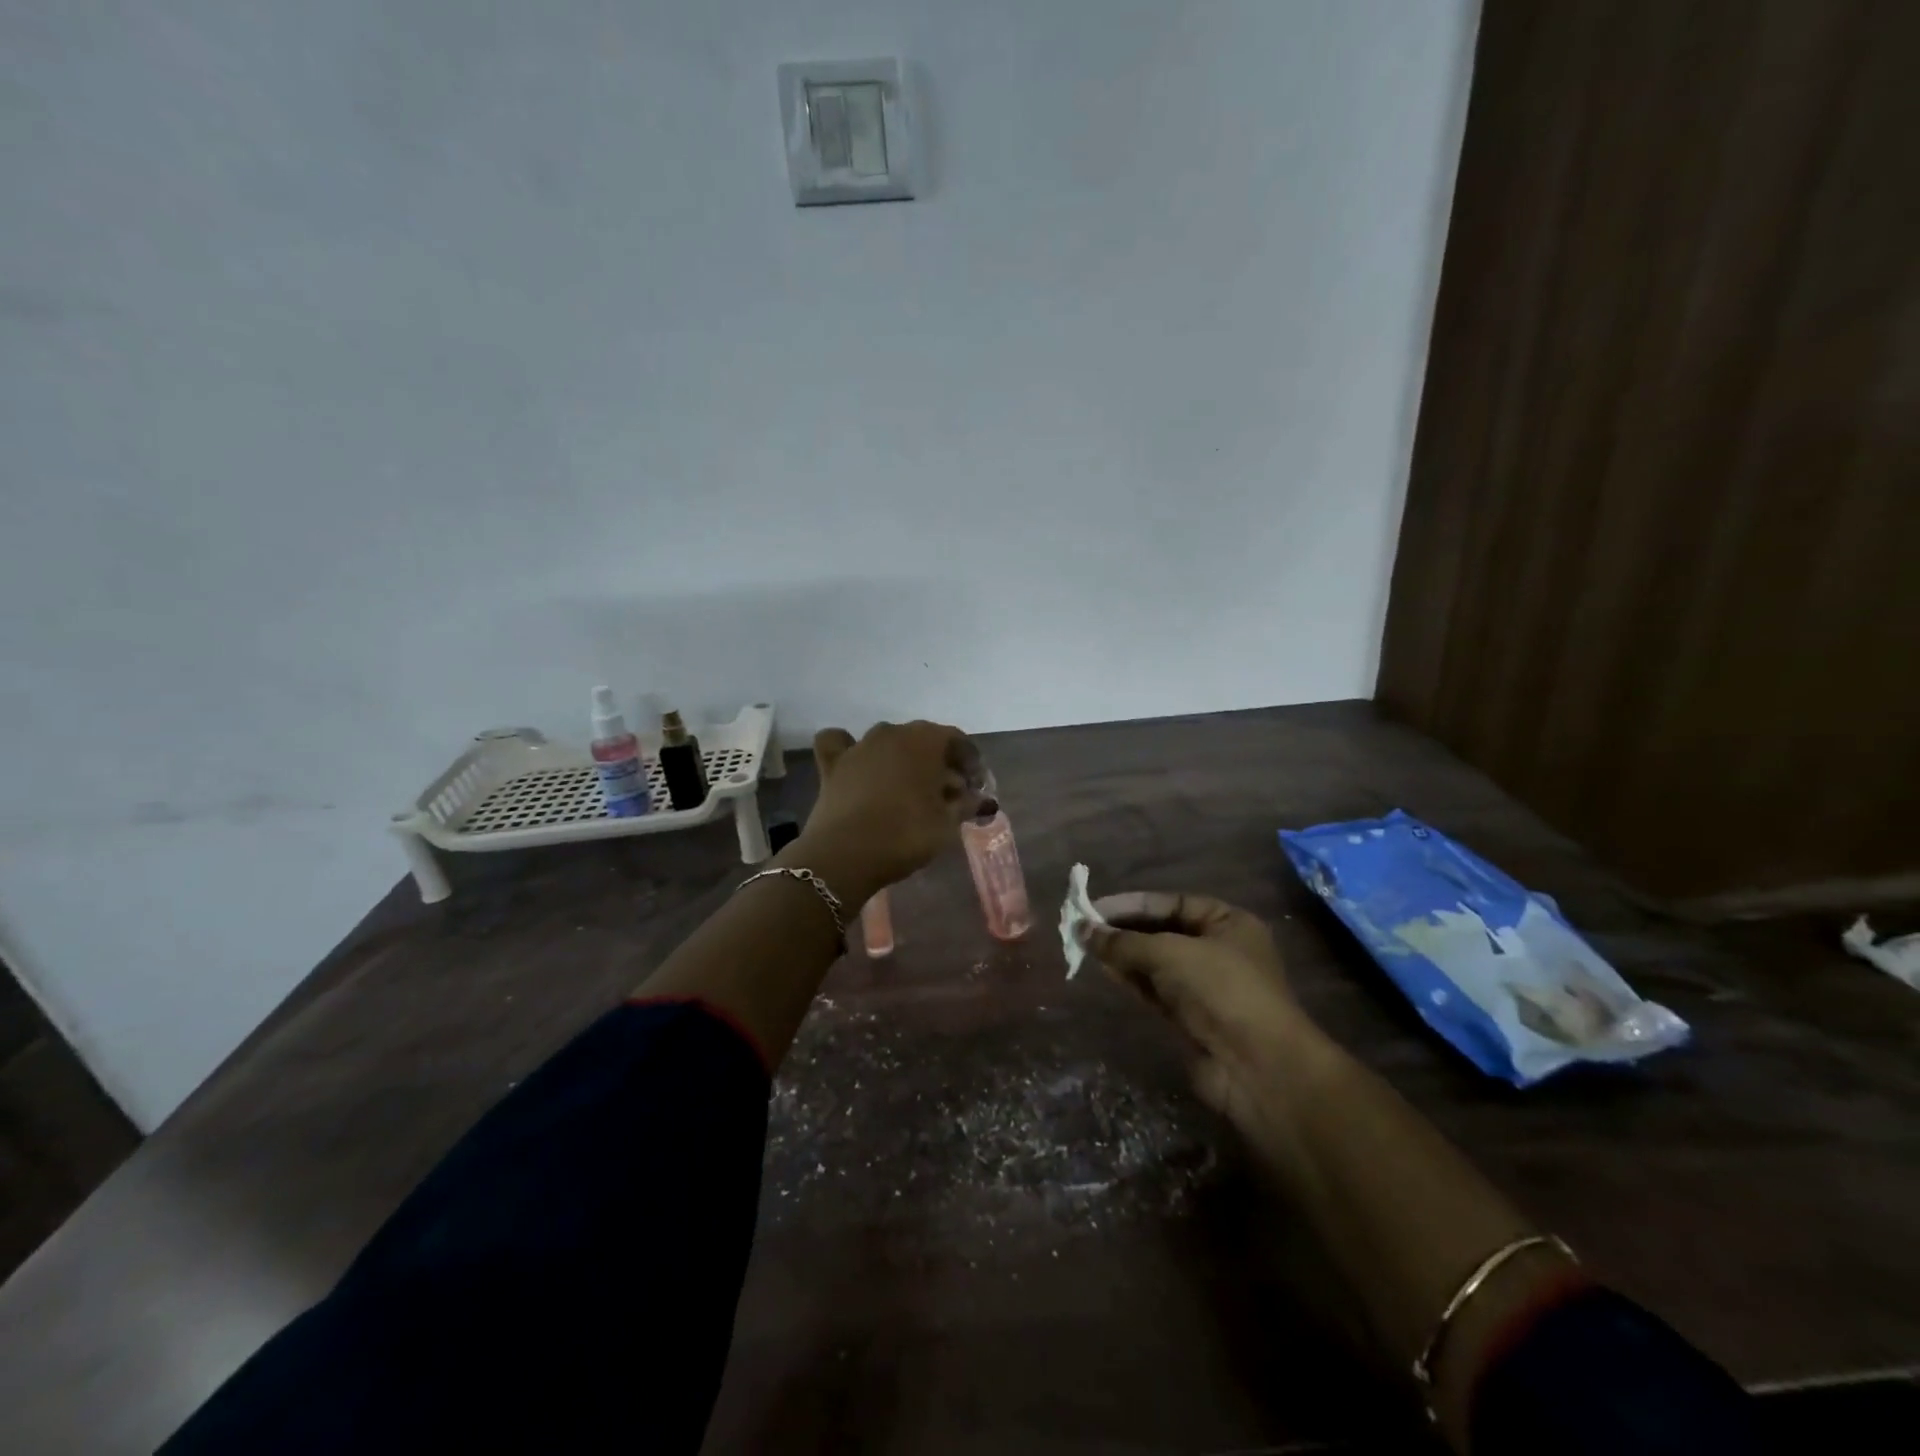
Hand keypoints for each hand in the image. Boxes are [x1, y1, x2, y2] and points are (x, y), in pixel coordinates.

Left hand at [796, 721, 988, 892]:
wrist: (846, 854)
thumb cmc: (906, 834)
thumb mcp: (947, 823)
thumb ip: (966, 804)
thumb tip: (981, 799)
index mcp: (925, 740)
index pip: (956, 740)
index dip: (970, 762)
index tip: (977, 787)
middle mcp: (892, 733)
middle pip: (923, 739)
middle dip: (939, 762)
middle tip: (949, 793)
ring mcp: (859, 746)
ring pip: (887, 741)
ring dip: (902, 758)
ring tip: (909, 787)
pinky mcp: (832, 764)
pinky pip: (840, 743)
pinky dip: (849, 749)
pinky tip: (858, 765)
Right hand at [1084, 893, 1319, 1130]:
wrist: (1257, 1067)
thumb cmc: (1221, 990)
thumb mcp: (1169, 954)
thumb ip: (1124, 941)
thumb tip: (1082, 929)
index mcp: (1227, 922)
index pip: (1171, 904)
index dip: (1132, 904)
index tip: (1093, 908)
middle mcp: (1218, 950)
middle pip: (1162, 932)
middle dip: (1124, 930)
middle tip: (1083, 928)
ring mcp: (1205, 986)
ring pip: (1155, 963)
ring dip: (1124, 955)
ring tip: (1085, 946)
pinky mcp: (1192, 1018)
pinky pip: (1155, 990)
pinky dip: (1131, 979)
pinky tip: (1105, 970)